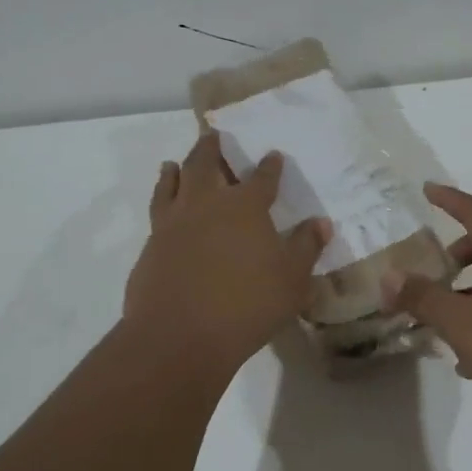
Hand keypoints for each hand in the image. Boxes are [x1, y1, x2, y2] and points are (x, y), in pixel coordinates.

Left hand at [124, 132, 331, 372]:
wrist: (179, 335)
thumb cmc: (247, 305)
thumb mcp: (292, 280)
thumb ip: (306, 247)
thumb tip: (320, 222)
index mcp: (245, 206)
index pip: (262, 178)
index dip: (270, 166)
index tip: (273, 155)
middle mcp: (207, 204)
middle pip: (206, 164)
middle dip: (212, 148)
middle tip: (213, 135)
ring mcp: (173, 223)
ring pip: (173, 182)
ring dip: (177, 169)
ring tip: (176, 163)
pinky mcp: (151, 246)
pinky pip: (157, 210)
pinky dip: (161, 198)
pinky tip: (164, 206)